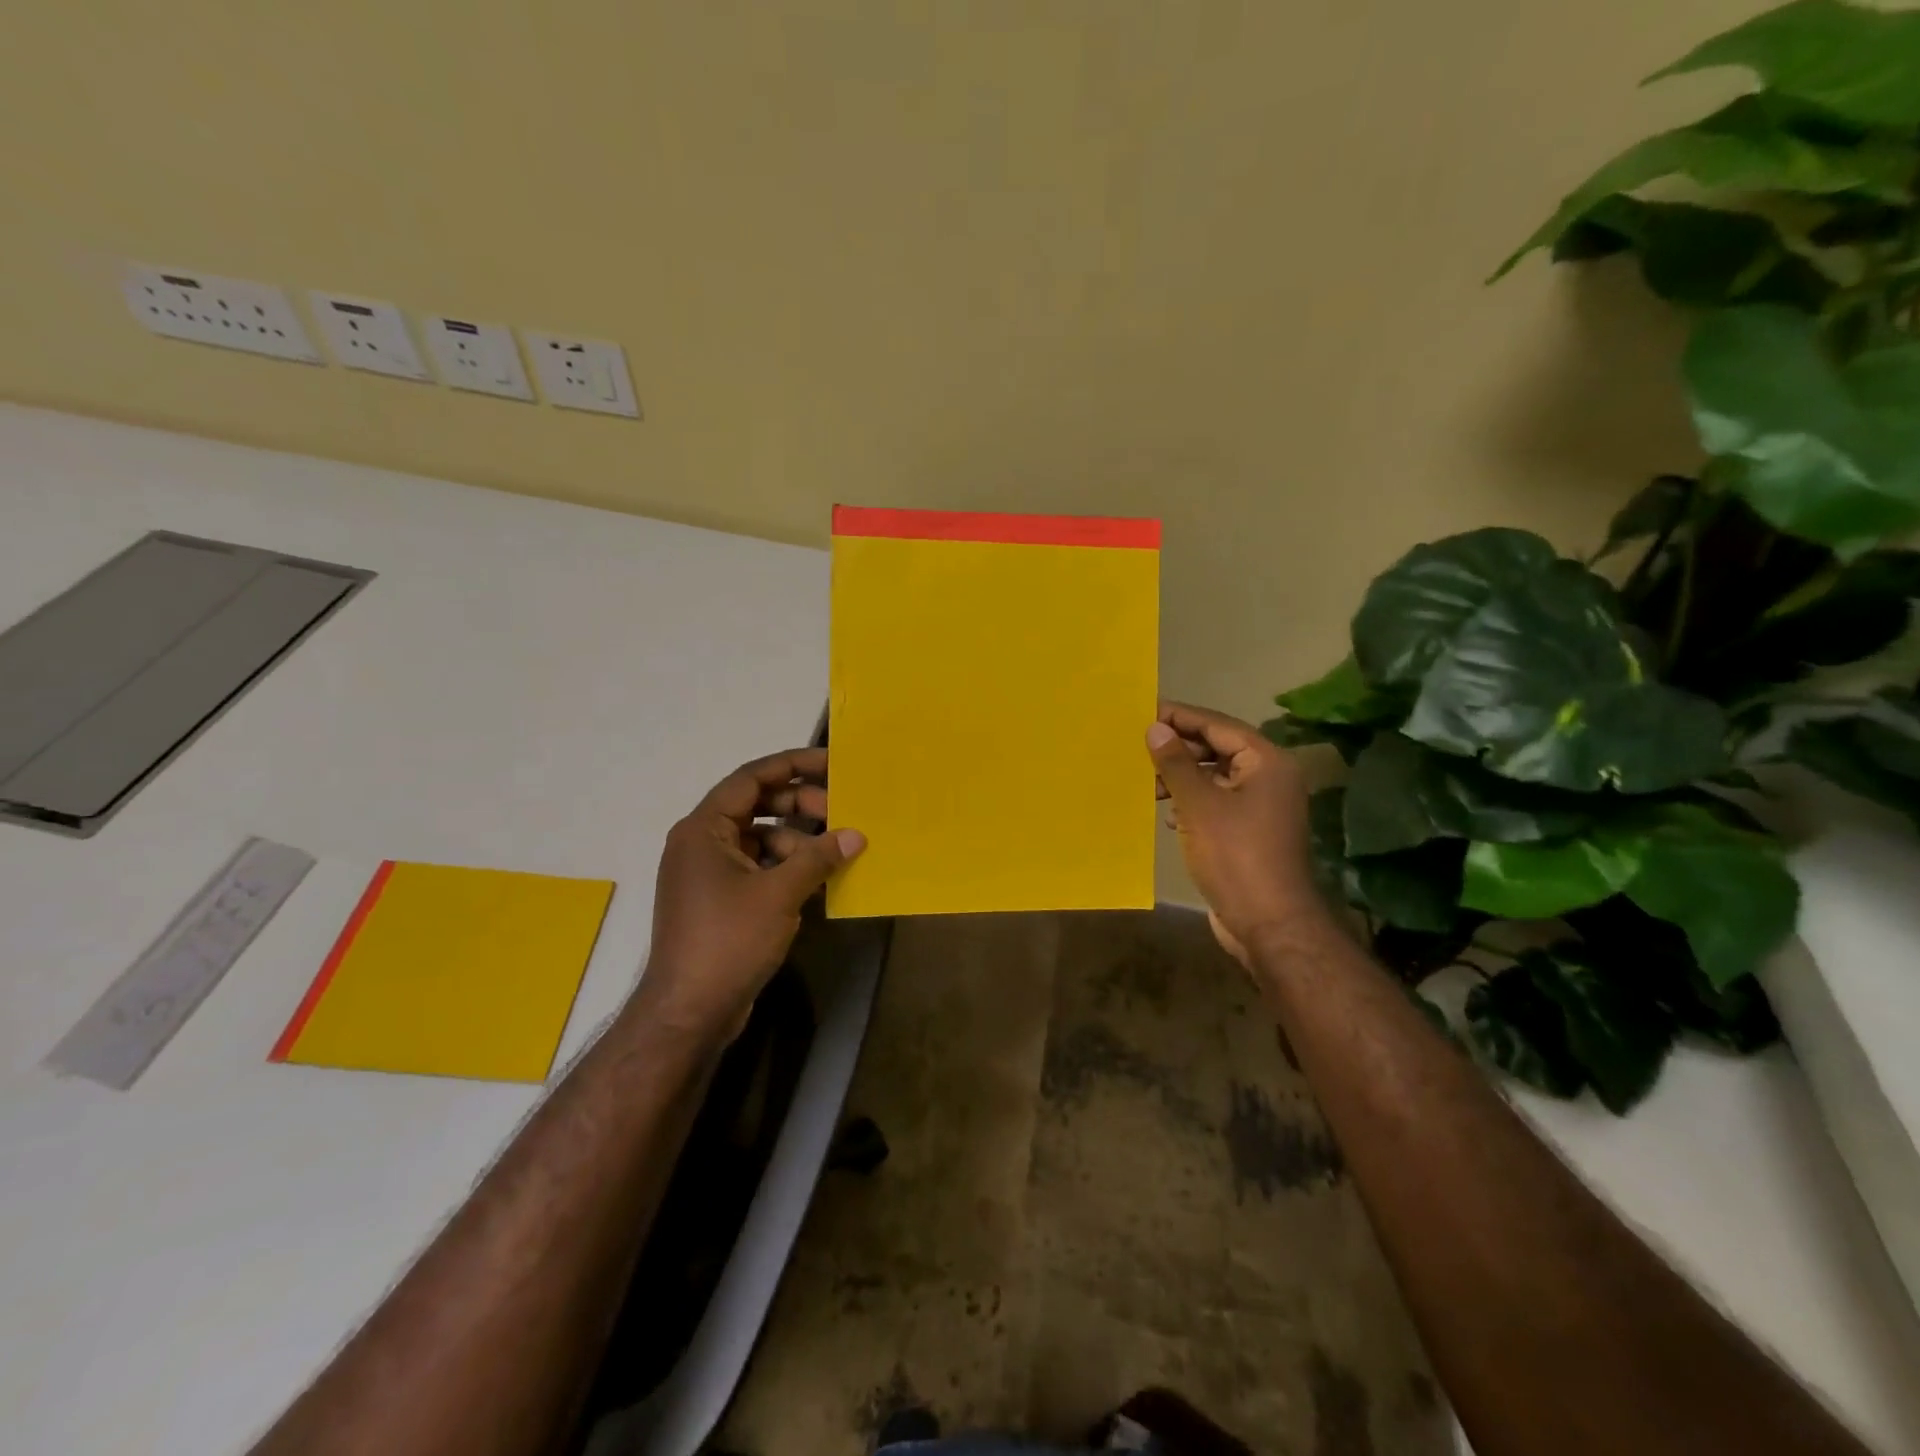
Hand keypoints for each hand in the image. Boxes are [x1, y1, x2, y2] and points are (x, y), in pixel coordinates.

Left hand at [638, 747, 864, 1044]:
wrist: (689, 1011)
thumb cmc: (728, 940)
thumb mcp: (779, 893)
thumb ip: (818, 857)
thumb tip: (856, 835)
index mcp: (704, 829)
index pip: (751, 778)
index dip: (792, 765)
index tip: (831, 764)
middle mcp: (701, 843)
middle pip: (756, 805)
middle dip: (800, 805)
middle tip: (840, 812)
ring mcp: (709, 873)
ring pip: (760, 838)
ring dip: (797, 839)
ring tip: (835, 851)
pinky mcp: (720, 900)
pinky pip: (758, 867)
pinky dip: (787, 866)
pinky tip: (819, 877)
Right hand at [1147, 702, 1325, 965]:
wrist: (1269, 923)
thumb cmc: (1235, 856)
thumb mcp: (1199, 804)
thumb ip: (1176, 763)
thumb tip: (1155, 728)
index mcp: (1266, 762)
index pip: (1218, 725)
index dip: (1180, 717)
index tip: (1144, 712)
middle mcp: (1268, 778)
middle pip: (1217, 749)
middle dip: (1178, 750)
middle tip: (1139, 749)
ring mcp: (1261, 807)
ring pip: (1214, 778)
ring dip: (1181, 778)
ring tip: (1148, 784)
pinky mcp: (1249, 833)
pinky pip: (1216, 804)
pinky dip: (1191, 803)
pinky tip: (1168, 814)